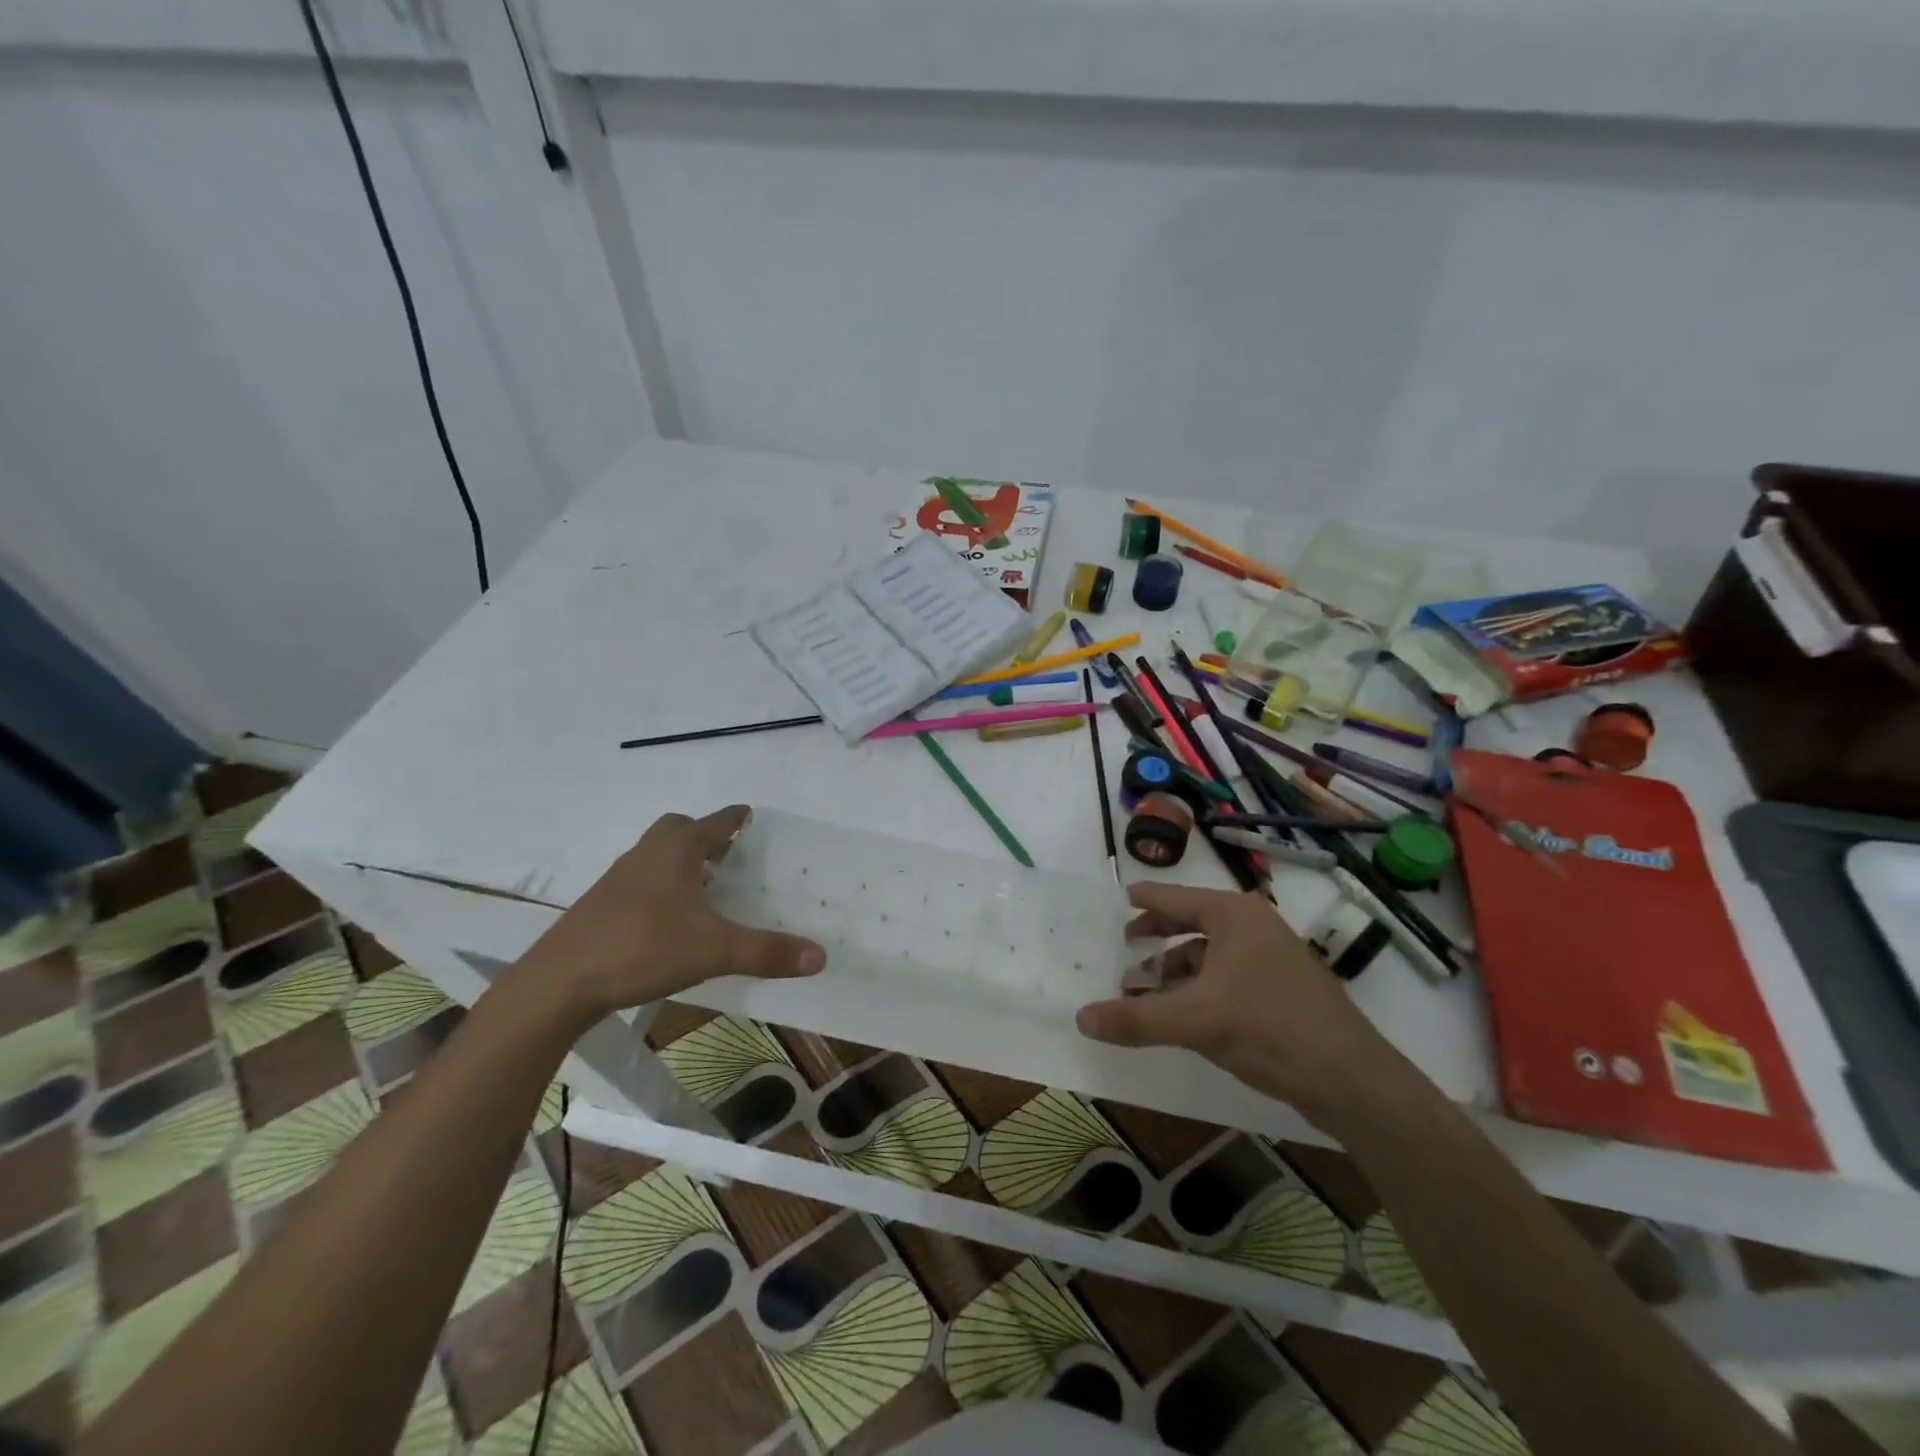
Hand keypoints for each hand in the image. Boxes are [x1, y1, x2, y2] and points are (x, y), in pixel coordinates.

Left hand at [517, 806, 824, 1024]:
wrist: (560, 982)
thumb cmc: (643, 948)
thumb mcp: (715, 951)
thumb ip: (767, 952)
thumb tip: (820, 956)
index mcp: (677, 850)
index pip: (716, 822)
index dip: (737, 818)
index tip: (752, 816)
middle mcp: (647, 853)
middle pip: (679, 829)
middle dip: (705, 836)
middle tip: (730, 857)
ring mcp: (619, 878)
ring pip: (657, 855)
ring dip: (681, 862)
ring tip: (707, 889)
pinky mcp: (601, 905)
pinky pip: (641, 880)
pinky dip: (661, 887)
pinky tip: (671, 920)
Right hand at [1076, 882, 1411, 1130]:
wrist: (1352, 1080)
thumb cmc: (1269, 1029)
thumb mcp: (1195, 1021)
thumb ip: (1136, 1018)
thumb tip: (1081, 1018)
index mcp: (1233, 915)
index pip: (1175, 897)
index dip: (1144, 899)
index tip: (1119, 898)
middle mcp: (1252, 927)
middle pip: (1191, 922)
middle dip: (1156, 937)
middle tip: (1125, 946)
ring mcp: (1270, 958)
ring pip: (1208, 954)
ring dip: (1174, 969)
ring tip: (1144, 992)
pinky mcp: (1280, 989)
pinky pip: (1225, 977)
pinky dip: (1197, 988)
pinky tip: (1181, 1014)